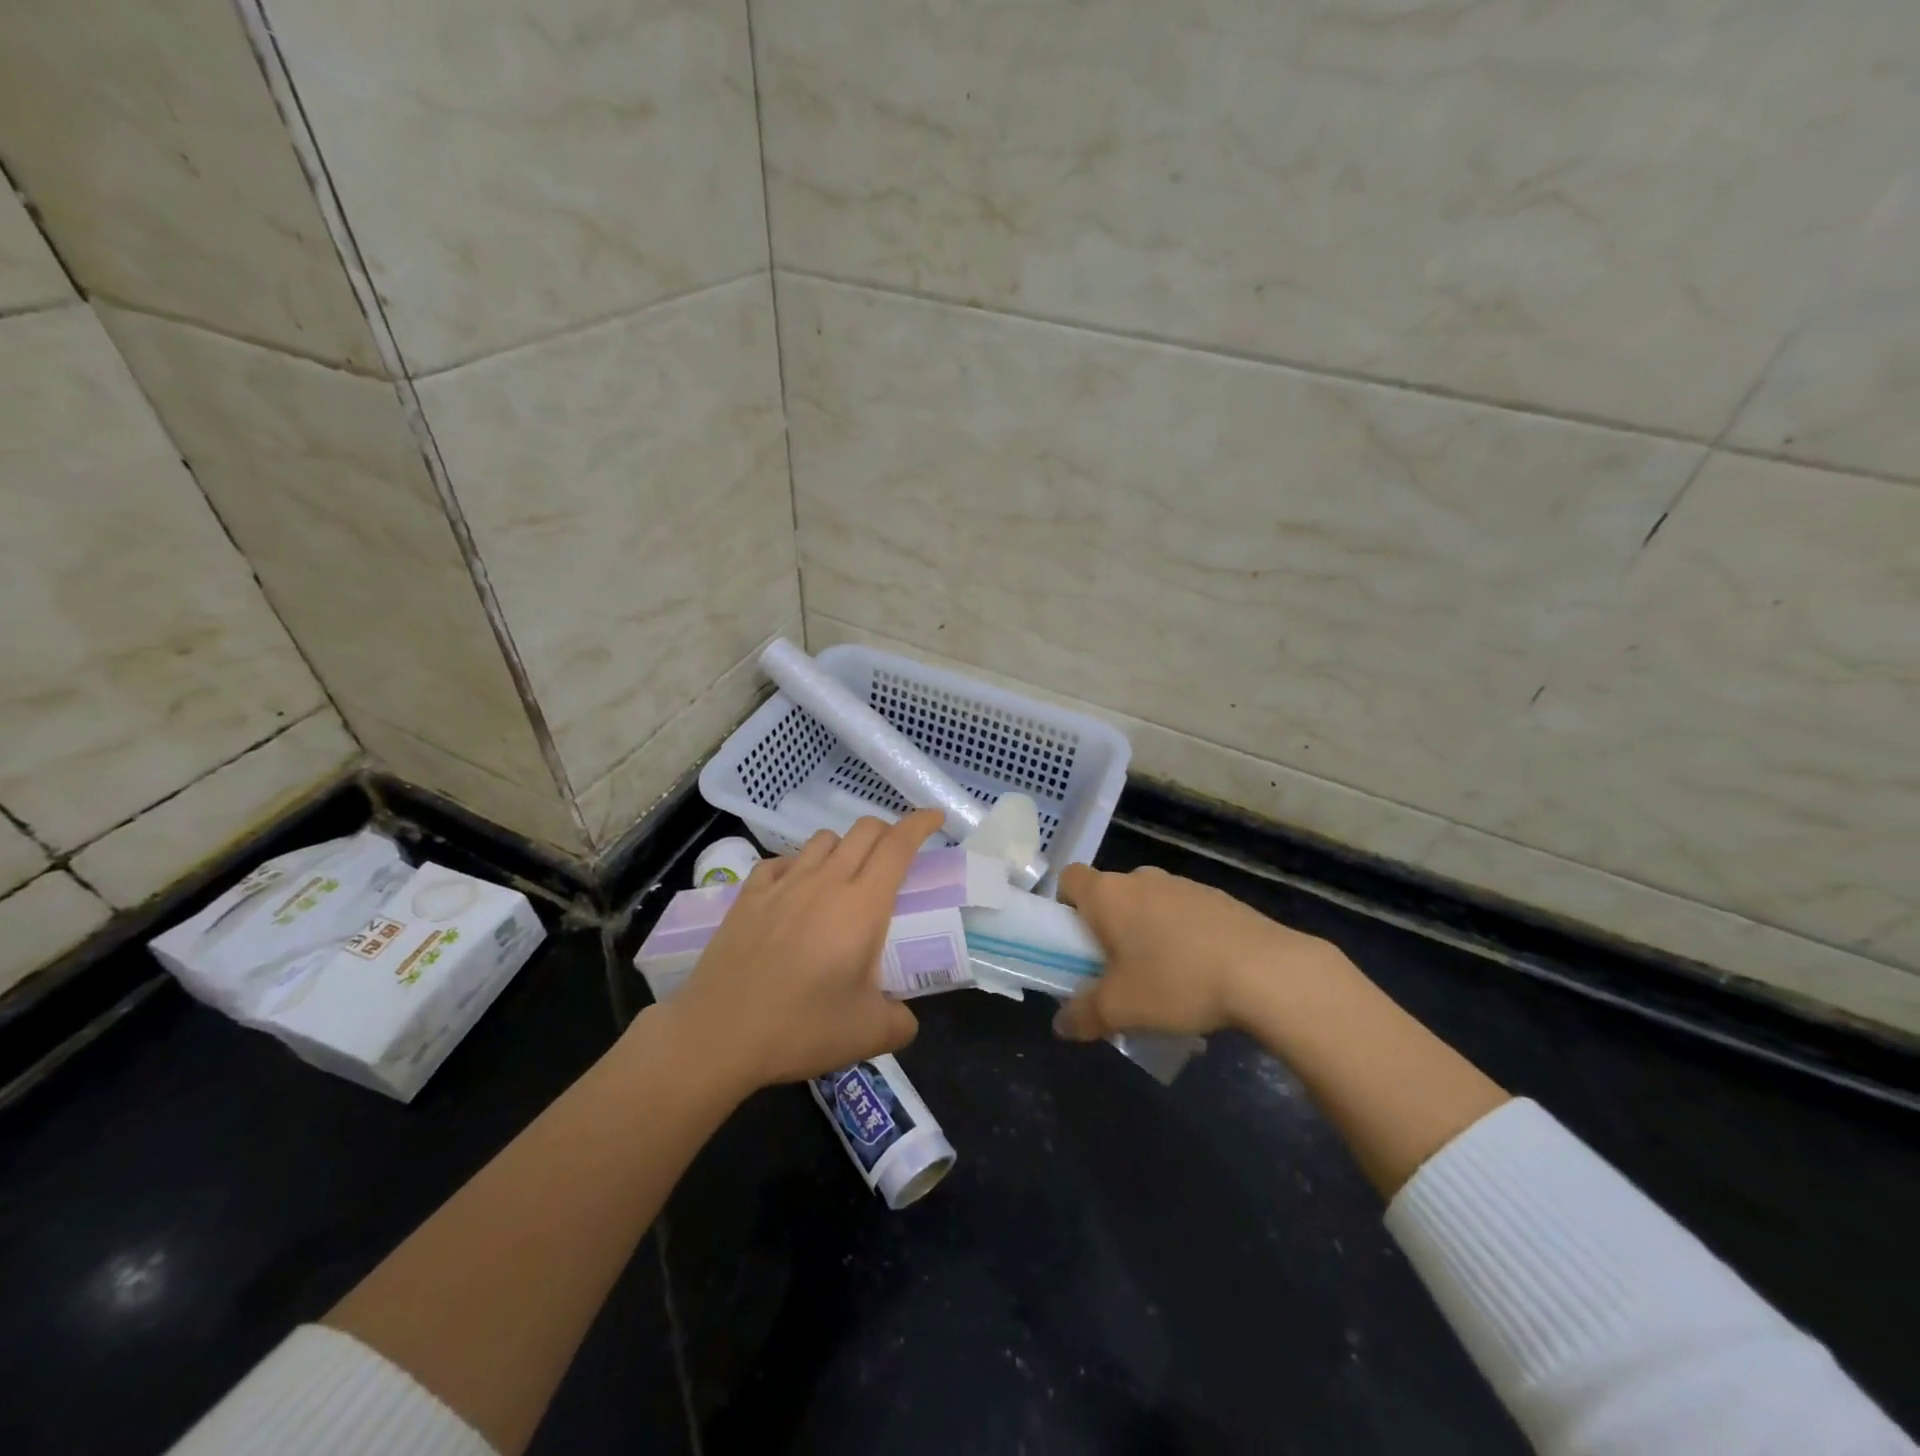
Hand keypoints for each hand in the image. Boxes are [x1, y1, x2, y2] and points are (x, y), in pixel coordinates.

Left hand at [657, 810, 944, 1093]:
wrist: (718, 1035)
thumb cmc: (800, 1028)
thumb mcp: (868, 1034)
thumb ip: (901, 1022)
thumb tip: (905, 1018)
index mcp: (862, 905)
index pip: (898, 845)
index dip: (920, 824)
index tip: (936, 818)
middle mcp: (825, 882)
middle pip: (864, 830)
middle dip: (888, 831)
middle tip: (897, 856)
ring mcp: (783, 884)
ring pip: (823, 840)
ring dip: (844, 847)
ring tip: (846, 875)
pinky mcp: (748, 895)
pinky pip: (781, 862)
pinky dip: (798, 866)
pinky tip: (795, 891)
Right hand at [1051, 863, 1342, 1040]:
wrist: (1266, 971)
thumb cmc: (1177, 981)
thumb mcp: (1121, 1009)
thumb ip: (1084, 1015)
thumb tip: (1062, 1025)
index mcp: (1108, 894)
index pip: (1070, 877)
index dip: (1065, 905)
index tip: (1075, 942)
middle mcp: (1142, 878)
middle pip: (1111, 894)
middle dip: (1109, 928)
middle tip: (1117, 971)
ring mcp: (1184, 884)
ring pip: (1149, 903)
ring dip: (1148, 932)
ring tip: (1164, 979)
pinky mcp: (1219, 898)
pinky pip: (1184, 913)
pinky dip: (1183, 935)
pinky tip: (1201, 974)